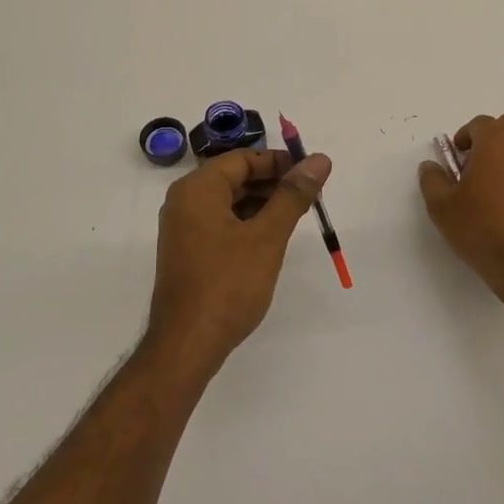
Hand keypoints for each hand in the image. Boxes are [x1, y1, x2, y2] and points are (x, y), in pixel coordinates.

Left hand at [147, 146, 331, 377]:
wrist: (187, 345)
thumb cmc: (227, 284)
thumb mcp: (267, 236)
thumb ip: (293, 195)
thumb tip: (319, 160)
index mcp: (197, 189)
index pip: (243, 159)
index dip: (279, 162)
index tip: (311, 174)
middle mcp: (185, 202)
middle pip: (235, 177)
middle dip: (273, 183)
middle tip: (310, 196)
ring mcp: (183, 228)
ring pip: (229, 201)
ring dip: (263, 203)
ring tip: (297, 216)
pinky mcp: (188, 251)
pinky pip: (221, 223)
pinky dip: (247, 223)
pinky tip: (272, 237)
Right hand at [419, 113, 503, 304]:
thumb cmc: (482, 230)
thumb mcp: (442, 207)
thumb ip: (432, 179)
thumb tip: (430, 165)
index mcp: (497, 140)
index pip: (480, 124)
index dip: (465, 139)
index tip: (458, 161)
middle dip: (492, 140)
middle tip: (478, 168)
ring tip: (499, 190)